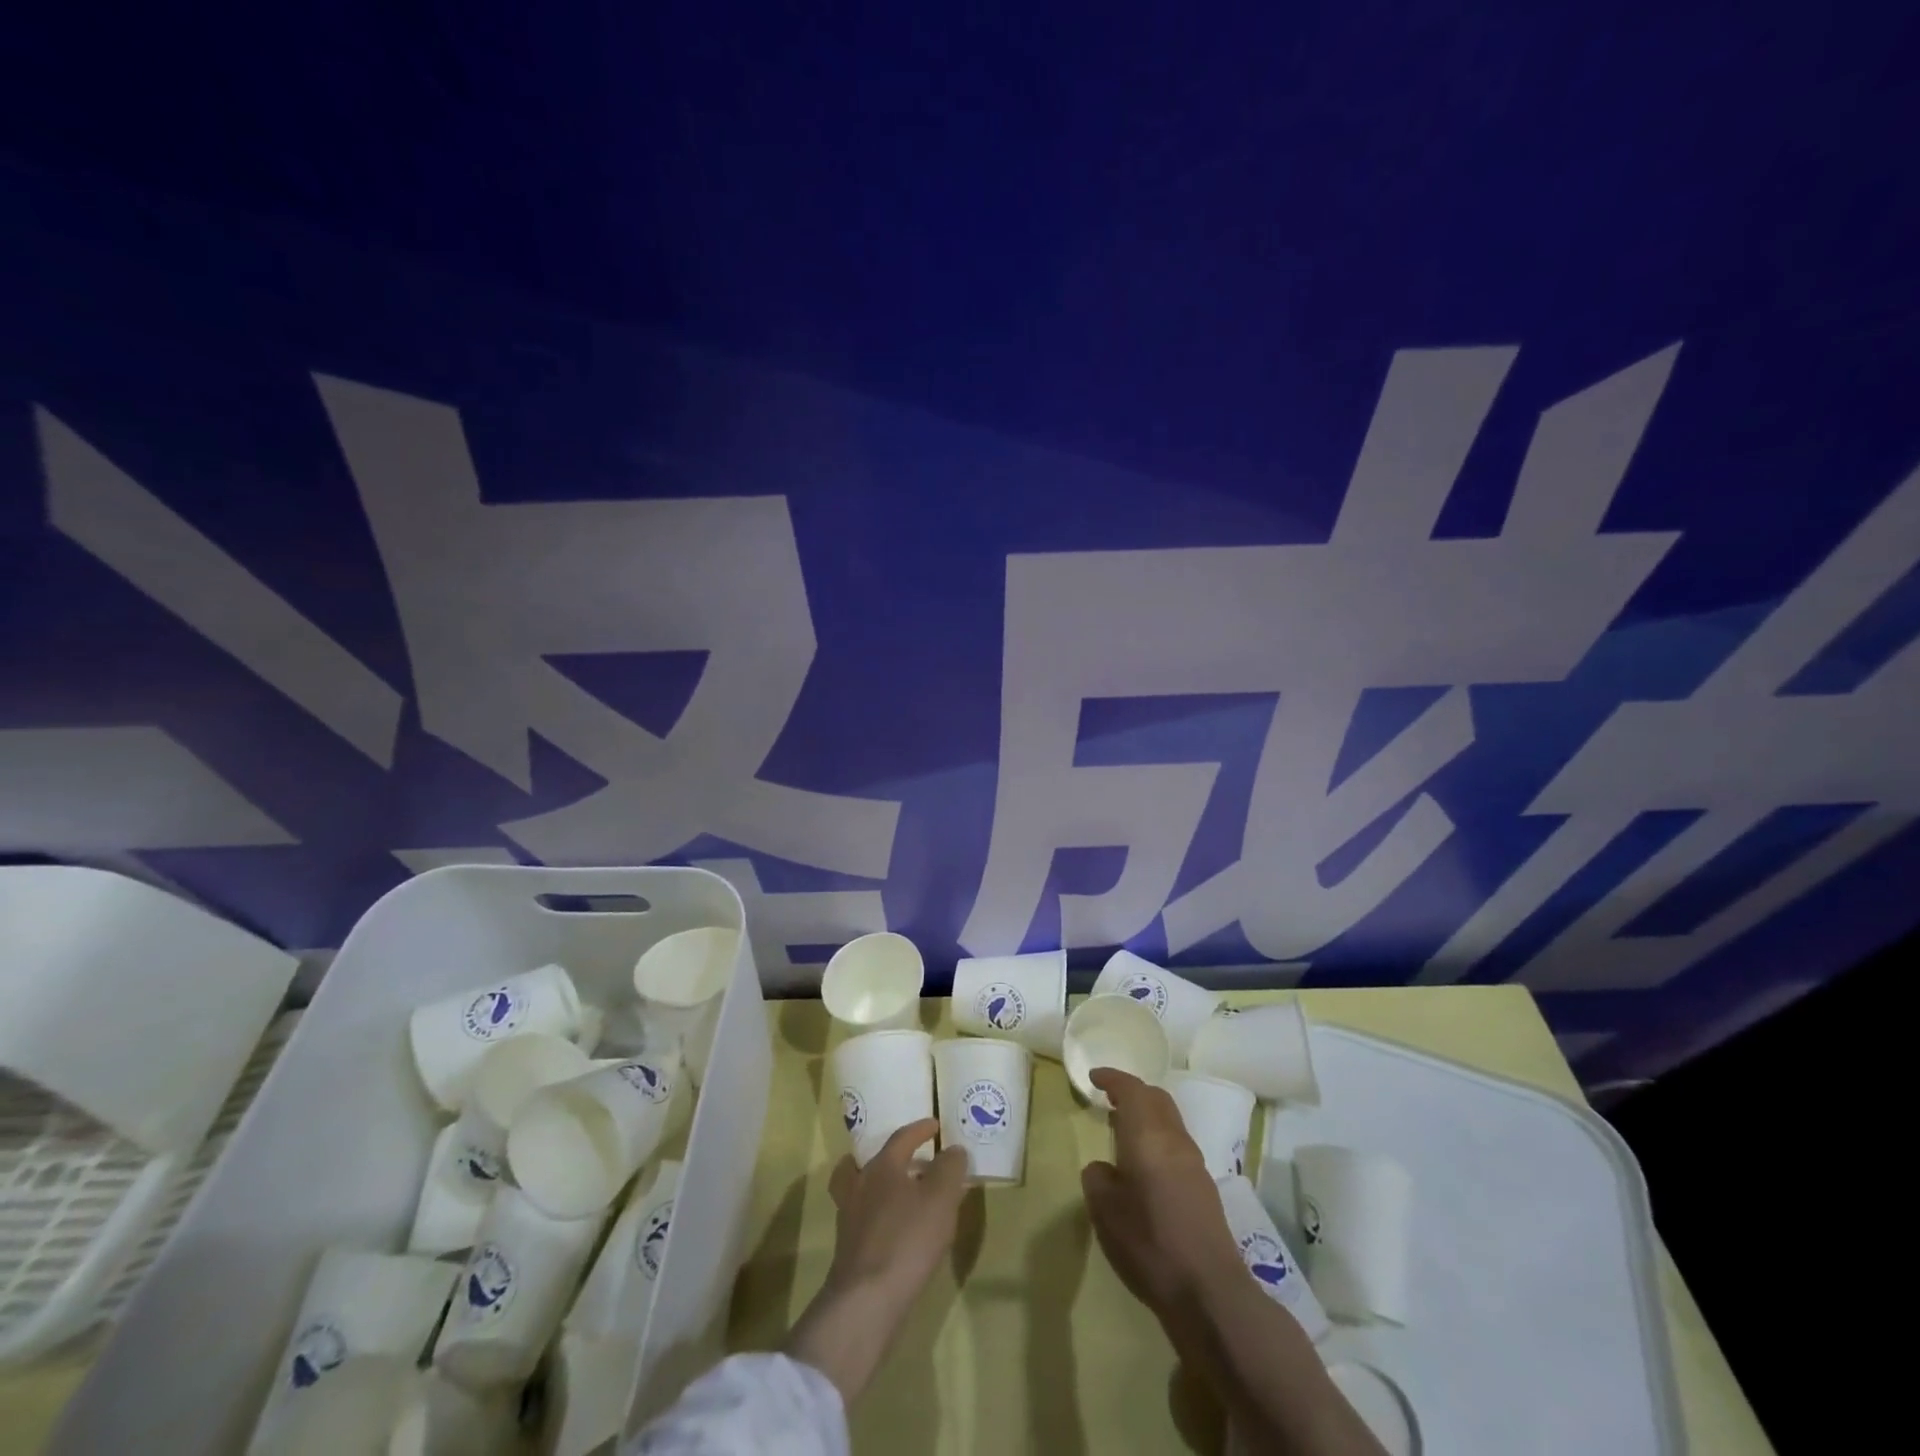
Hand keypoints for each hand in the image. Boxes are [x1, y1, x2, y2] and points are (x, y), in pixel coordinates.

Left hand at [824, 1119, 967, 1305]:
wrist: (867, 1299)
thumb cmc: (907, 1238)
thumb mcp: (941, 1198)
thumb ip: (949, 1168)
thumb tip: (953, 1150)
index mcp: (881, 1166)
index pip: (901, 1138)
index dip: (920, 1130)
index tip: (935, 1125)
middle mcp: (860, 1185)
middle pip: (871, 1161)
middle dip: (892, 1157)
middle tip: (911, 1160)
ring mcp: (849, 1218)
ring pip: (859, 1189)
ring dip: (878, 1186)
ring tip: (900, 1194)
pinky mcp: (848, 1249)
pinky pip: (863, 1218)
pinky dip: (877, 1215)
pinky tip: (895, 1230)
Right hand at [1081, 1068, 1242, 1317]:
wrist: (1209, 1291)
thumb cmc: (1149, 1243)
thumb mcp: (1105, 1211)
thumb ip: (1098, 1178)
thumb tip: (1104, 1168)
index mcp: (1148, 1135)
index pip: (1131, 1089)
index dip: (1112, 1078)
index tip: (1094, 1077)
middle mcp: (1174, 1139)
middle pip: (1156, 1098)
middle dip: (1132, 1092)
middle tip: (1109, 1100)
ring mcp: (1194, 1163)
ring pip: (1169, 1120)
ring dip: (1147, 1116)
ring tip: (1123, 1132)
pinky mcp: (1205, 1187)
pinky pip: (1176, 1144)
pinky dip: (1158, 1139)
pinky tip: (1145, 1166)